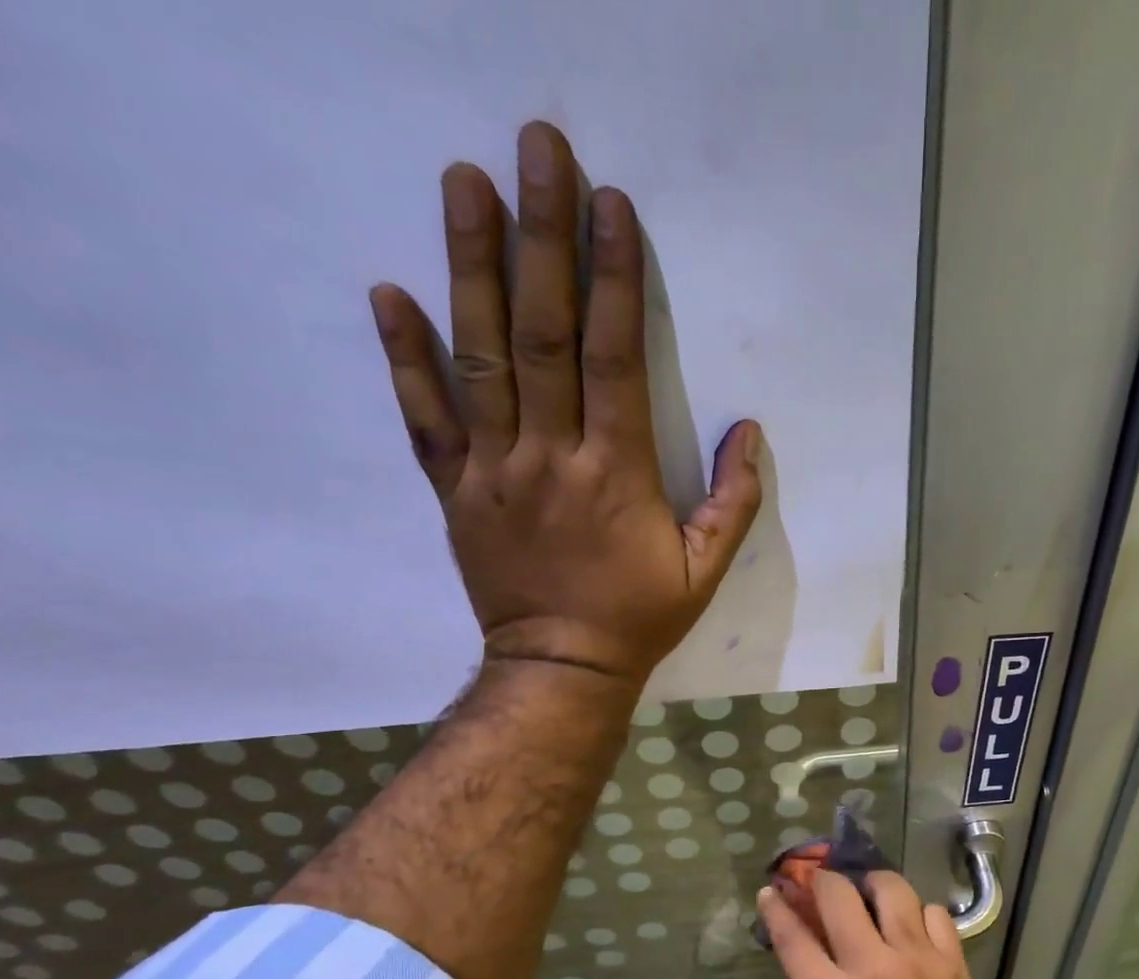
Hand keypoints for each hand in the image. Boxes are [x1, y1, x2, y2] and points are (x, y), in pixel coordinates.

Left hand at [368, 121, 762, 689]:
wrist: (562, 669)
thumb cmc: (639, 618)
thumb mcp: (705, 572)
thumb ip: (733, 503)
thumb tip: (749, 433)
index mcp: (616, 474)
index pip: (613, 358)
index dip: (613, 279)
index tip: (609, 204)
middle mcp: (550, 456)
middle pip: (543, 334)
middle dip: (542, 237)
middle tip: (535, 149)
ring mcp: (494, 470)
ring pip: (478, 358)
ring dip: (470, 266)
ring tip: (463, 181)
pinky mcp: (456, 491)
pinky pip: (425, 419)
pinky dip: (404, 357)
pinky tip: (389, 292)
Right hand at [758, 870, 1016, 978]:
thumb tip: (825, 972)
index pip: (795, 941)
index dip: (777, 910)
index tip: (771, 891)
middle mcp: (874, 968)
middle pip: (839, 896)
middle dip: (822, 880)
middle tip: (821, 883)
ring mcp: (918, 958)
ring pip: (892, 889)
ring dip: (873, 885)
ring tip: (871, 894)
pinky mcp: (953, 961)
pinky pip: (934, 913)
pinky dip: (920, 914)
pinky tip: (915, 929)